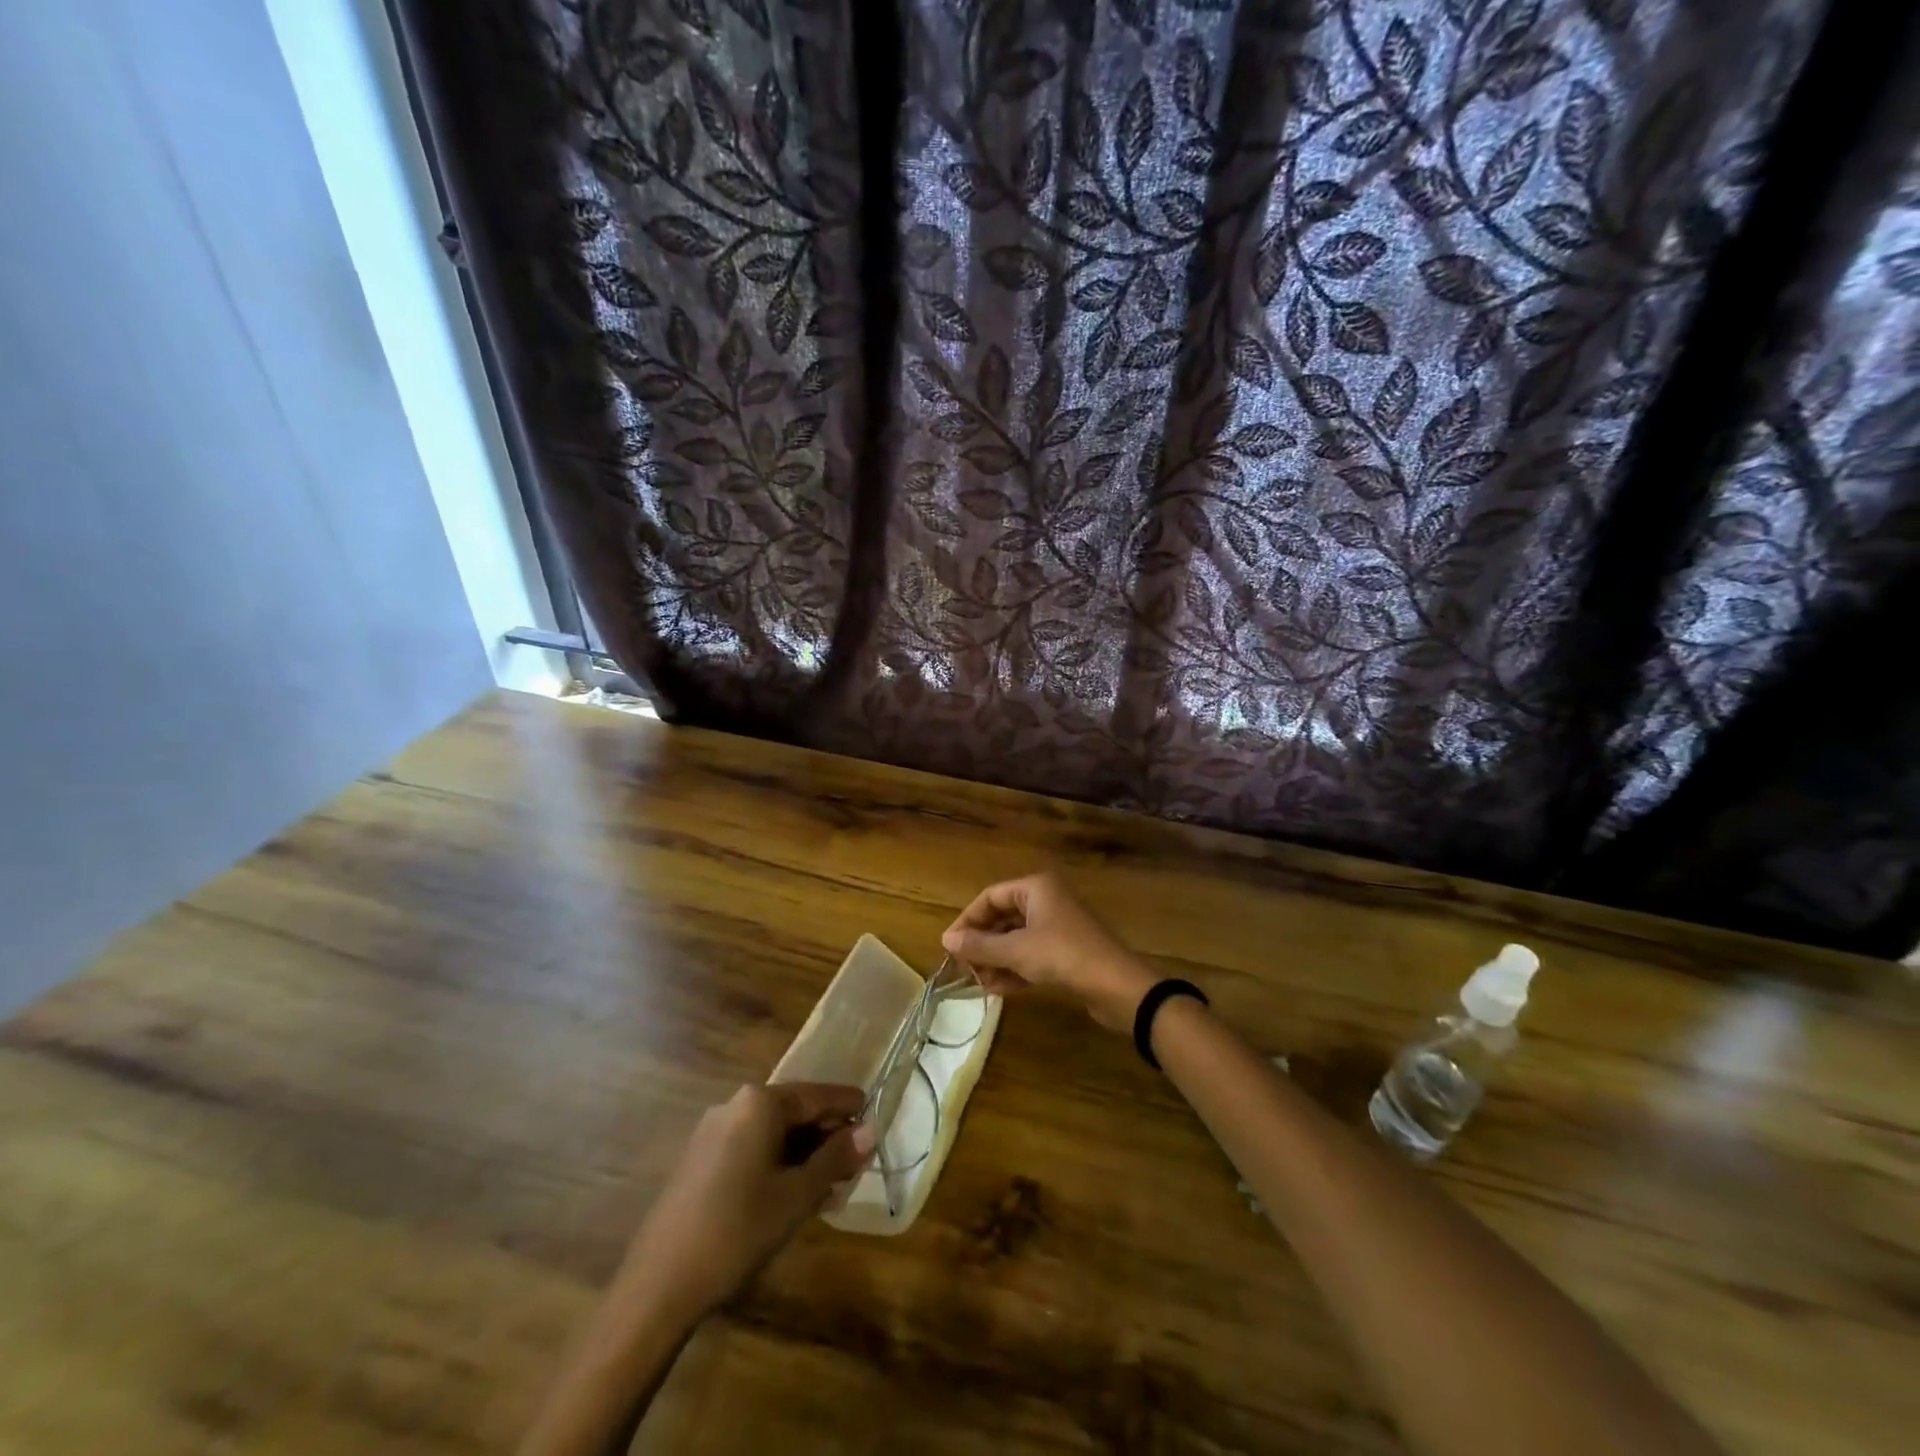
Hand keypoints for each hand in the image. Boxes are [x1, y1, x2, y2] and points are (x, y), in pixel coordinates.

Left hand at [618, 1082, 874, 1322]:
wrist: (658, 1285)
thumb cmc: (737, 1231)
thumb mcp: (797, 1196)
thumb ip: (835, 1159)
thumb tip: (869, 1130)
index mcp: (760, 1102)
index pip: (817, 1095)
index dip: (848, 1108)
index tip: (874, 1120)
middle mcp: (735, 1104)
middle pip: (794, 1110)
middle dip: (825, 1134)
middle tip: (853, 1163)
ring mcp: (712, 1131)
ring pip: (771, 1131)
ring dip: (802, 1152)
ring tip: (826, 1183)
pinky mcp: (698, 1159)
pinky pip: (750, 1146)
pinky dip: (775, 1161)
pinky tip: (788, 1193)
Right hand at [941, 871, 1156, 1032]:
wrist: (1118, 986)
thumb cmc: (1063, 956)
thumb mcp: (1016, 951)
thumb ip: (980, 945)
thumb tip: (946, 940)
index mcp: (1035, 888)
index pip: (990, 897)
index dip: (967, 920)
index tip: (949, 946)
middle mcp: (1046, 901)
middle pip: (1002, 917)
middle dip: (982, 943)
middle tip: (962, 967)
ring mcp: (1058, 927)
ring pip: (1016, 939)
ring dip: (995, 959)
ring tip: (977, 982)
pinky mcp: (1066, 952)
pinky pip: (1031, 955)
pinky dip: (1014, 968)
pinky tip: (997, 989)